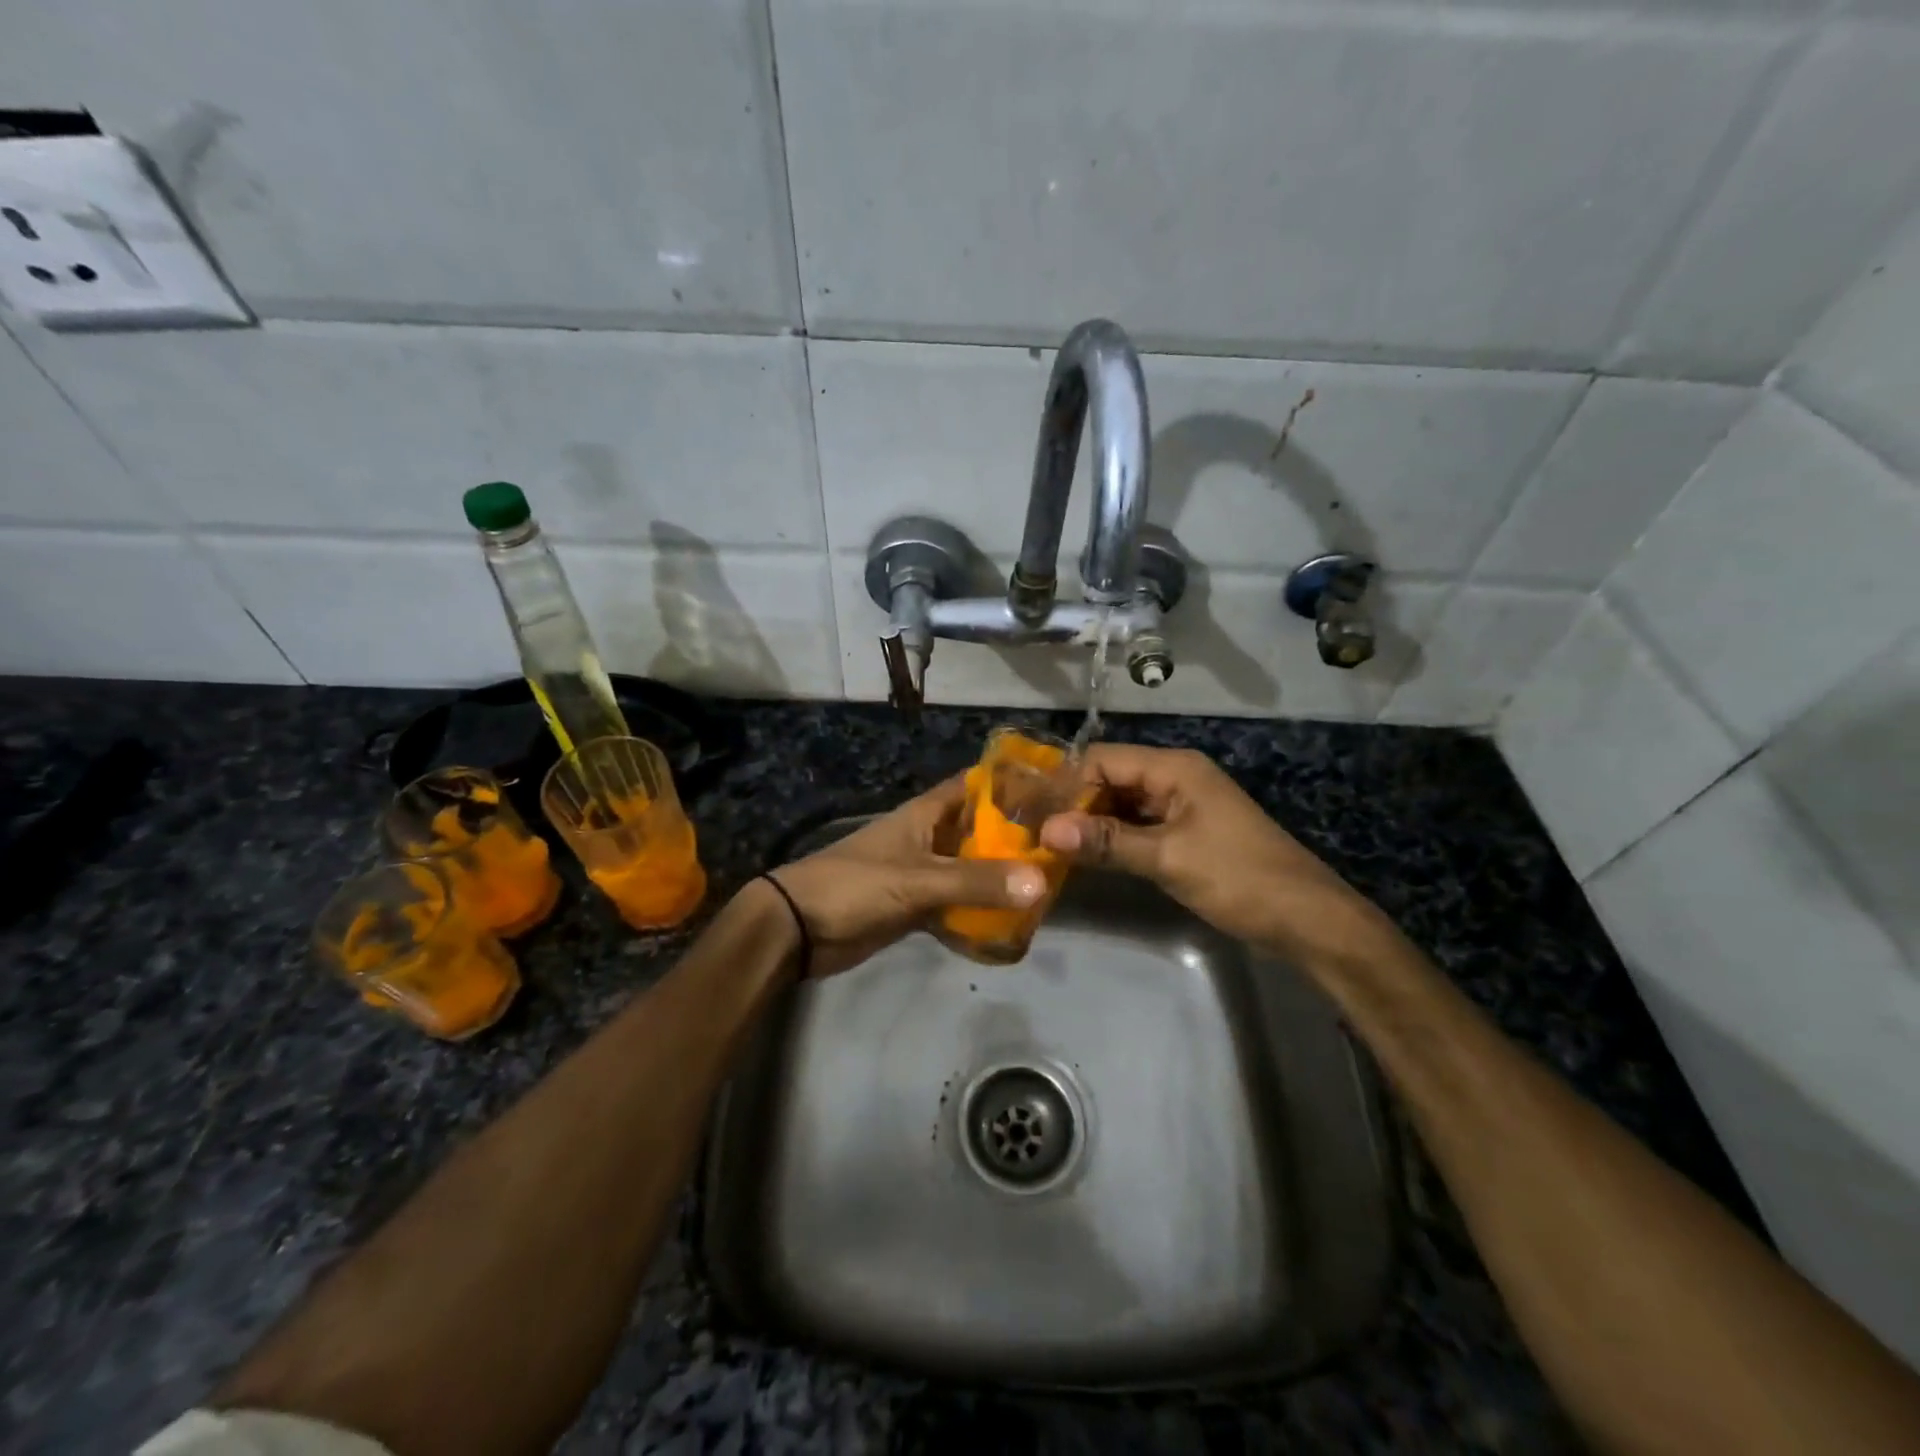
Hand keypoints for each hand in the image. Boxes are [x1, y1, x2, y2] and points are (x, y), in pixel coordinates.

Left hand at [764, 775, 1046, 977]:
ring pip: (970, 870)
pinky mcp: (915, 907)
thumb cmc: (855, 886)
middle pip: (979, 831)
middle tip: (1063, 848)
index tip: (1054, 791)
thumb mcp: (918, 880)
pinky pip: (956, 905)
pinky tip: (1011, 924)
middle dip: (1015, 839)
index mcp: (925, 814)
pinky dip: (978, 912)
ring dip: (999, 878)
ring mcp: (922, 873)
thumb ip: (976, 882)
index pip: (974, 786)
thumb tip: (1041, 882)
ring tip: (1048, 885)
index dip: (1010, 784)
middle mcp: (928, 838)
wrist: (798, 929)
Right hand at [1038, 745, 1393, 967]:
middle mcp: (1176, 777)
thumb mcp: (1168, 859)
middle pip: (1111, 778)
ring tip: (1051, 845)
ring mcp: (1182, 806)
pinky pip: (1139, 825)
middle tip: (1035, 832)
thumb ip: (1107, 842)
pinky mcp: (1186, 833)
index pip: (1103, 759)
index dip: (1066, 783)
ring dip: (1092, 822)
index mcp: (1174, 769)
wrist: (1306, 919)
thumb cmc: (1238, 878)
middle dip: (1075, 803)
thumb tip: (1047, 830)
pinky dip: (1113, 838)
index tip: (1032, 813)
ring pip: (1123, 803)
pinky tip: (1087, 856)